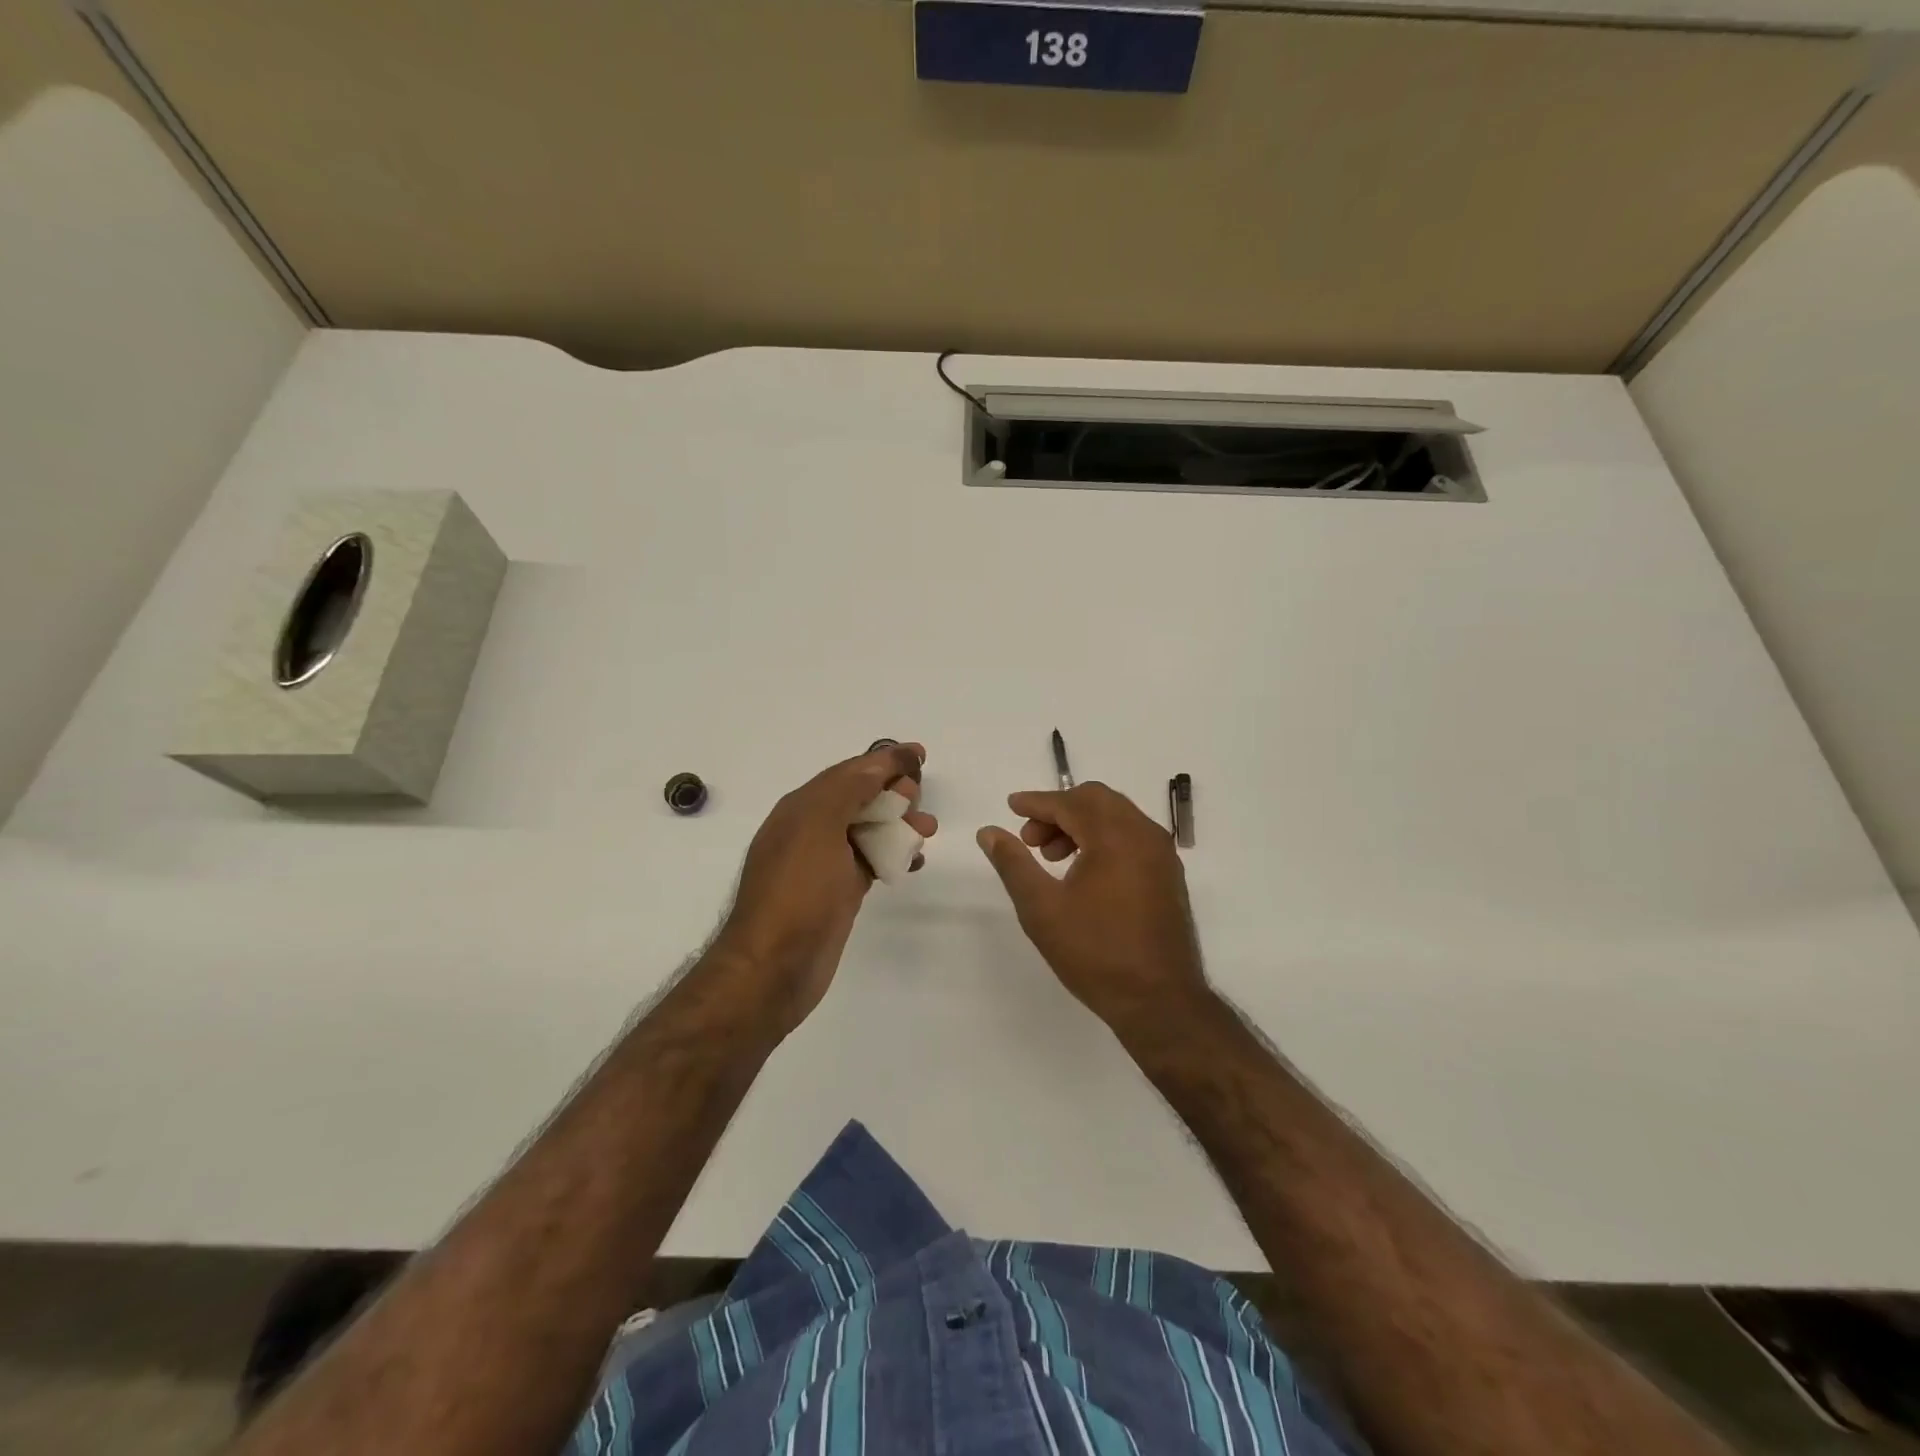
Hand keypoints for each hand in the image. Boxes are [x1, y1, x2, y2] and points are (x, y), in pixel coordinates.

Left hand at [715, 743, 935, 1036]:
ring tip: (927, 833)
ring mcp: (824, 865)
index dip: (883, 760)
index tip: (918, 754)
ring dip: (899, 826)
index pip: (848, 772)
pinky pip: (871, 862)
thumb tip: (880, 760)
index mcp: (801, 808)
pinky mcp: (838, 894)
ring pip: (868, 832)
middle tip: (920, 800)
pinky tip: (913, 863)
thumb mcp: (819, 826)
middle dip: (894, 793)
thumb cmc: (797, 891)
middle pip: (859, 799)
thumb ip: (850, 788)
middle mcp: (810, 831)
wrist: (774, 968)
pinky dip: (893, 856)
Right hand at [977, 782, 1209, 1033]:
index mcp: (1115, 836)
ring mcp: (1162, 854)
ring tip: (1052, 858)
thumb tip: (989, 832)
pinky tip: (1083, 871)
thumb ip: (1013, 863)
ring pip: (1117, 816)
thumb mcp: (1042, 908)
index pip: (1070, 802)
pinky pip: (1132, 836)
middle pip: (1097, 800)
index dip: (1037, 802)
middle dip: (1059, 810)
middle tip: (1031, 839)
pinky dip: (1104, 838)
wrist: (1160, 1001)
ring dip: (1082, 824)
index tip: (1011, 807)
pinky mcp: (1169, 875)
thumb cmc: (1095, 952)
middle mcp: (1144, 835)